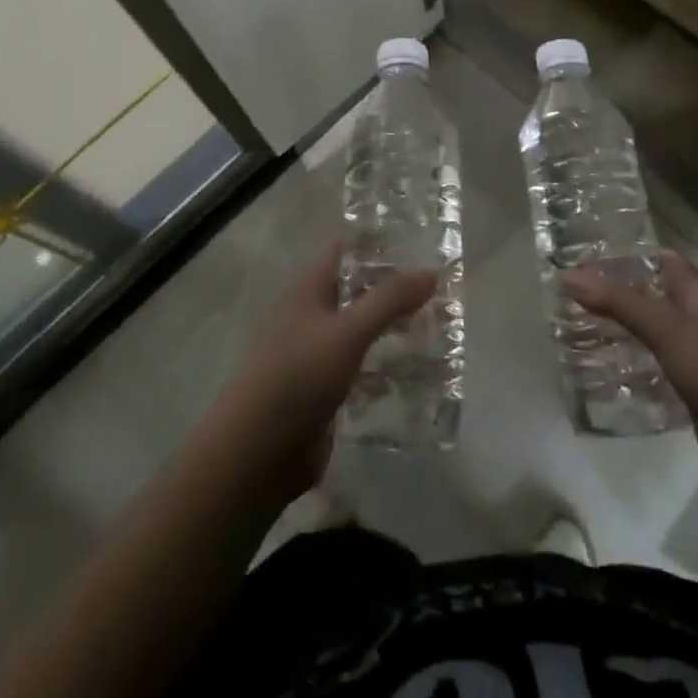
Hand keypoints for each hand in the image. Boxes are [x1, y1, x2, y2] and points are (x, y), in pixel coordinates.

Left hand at [204, 245, 436, 505]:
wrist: (256, 452)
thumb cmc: (298, 377)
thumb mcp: (348, 332)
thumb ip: (389, 301)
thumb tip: (432, 271)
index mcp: (307, 291)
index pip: (345, 254)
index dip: (379, 247)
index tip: (422, 245)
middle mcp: (310, 317)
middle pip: (357, 294)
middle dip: (394, 293)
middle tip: (441, 294)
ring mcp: (315, 356)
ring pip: (360, 333)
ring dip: (392, 331)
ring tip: (438, 331)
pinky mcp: (323, 392)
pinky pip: (359, 371)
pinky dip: (384, 370)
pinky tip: (416, 378)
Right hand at [564, 254, 697, 497]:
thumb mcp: (668, 330)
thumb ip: (618, 302)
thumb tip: (566, 274)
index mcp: (696, 291)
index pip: (651, 259)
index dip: (615, 257)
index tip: (571, 258)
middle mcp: (695, 316)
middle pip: (645, 296)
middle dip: (607, 297)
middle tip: (558, 298)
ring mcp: (695, 354)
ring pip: (646, 333)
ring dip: (615, 333)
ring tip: (566, 332)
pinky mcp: (692, 389)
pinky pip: (652, 368)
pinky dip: (627, 367)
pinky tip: (595, 373)